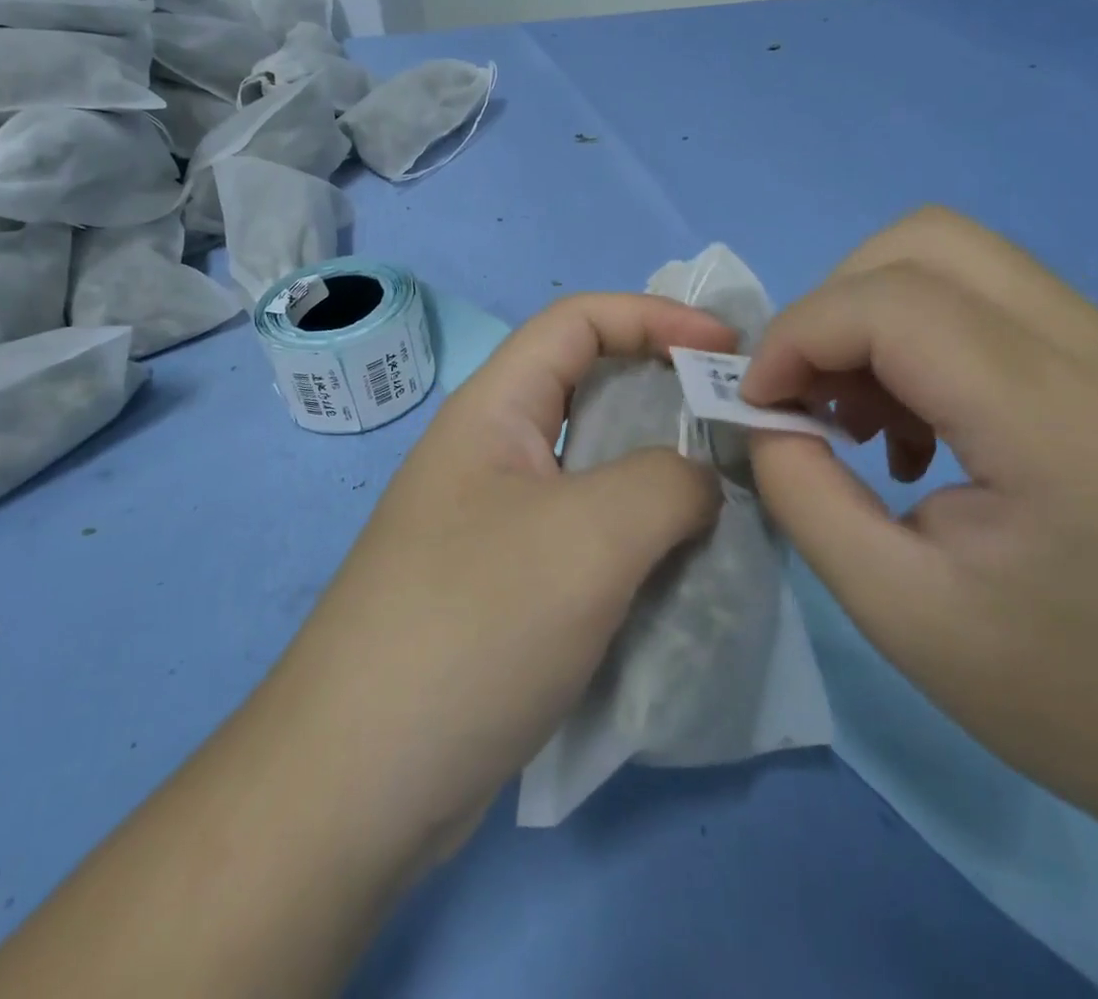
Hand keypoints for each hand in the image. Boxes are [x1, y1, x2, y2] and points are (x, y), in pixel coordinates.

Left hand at [259, 293, 738, 875]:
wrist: (360, 782)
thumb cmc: (474, 624)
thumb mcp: (590, 536)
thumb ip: (667, 484)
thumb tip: (699, 483)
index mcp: (494, 410)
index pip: (578, 321)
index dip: (654, 316)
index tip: (726, 349)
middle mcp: (492, 453)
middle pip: (589, 390)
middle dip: (666, 392)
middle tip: (737, 423)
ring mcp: (497, 523)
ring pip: (594, 469)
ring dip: (659, 473)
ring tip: (726, 496)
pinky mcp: (507, 586)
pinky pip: (587, 534)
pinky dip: (638, 536)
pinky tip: (681, 566)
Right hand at [741, 207, 1097, 820]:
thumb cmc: (1055, 688)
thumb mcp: (891, 606)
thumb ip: (802, 491)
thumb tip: (762, 414)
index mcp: (1059, 427)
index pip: (896, 305)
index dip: (800, 334)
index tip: (759, 401)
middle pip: (927, 241)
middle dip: (834, 304)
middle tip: (809, 391)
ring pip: (951, 252)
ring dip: (871, 313)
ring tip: (861, 411)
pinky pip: (981, 292)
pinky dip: (913, 330)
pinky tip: (915, 419)